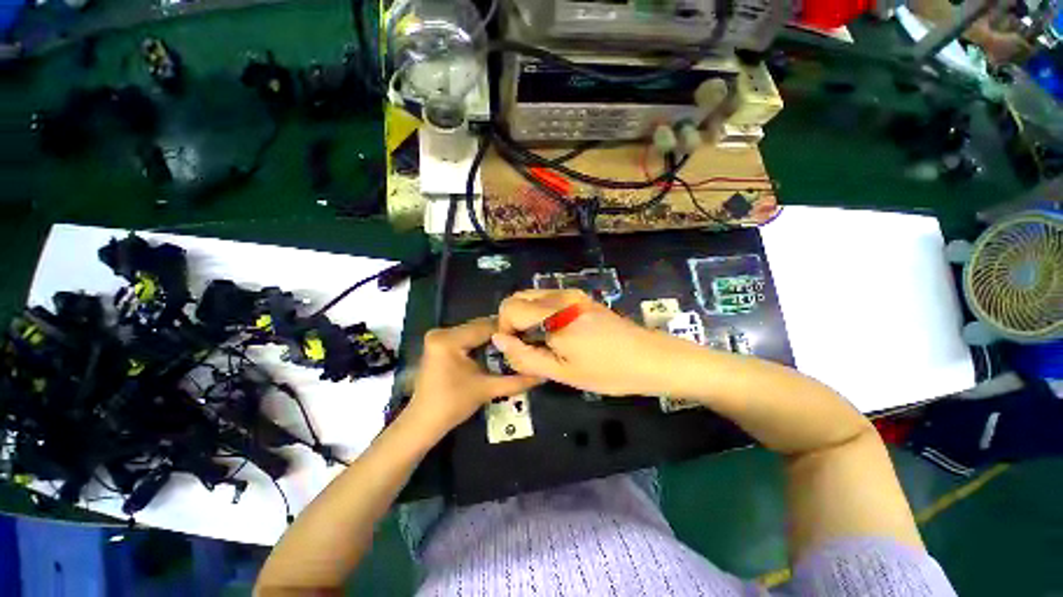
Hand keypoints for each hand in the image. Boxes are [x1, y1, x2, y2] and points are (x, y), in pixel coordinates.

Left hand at [405, 318, 541, 437]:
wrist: (423, 422)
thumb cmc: (453, 406)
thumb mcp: (487, 389)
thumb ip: (517, 381)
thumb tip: (543, 374)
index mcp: (449, 340)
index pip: (486, 327)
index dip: (509, 331)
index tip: (529, 334)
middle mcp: (441, 332)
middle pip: (479, 326)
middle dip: (501, 333)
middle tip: (523, 338)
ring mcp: (438, 336)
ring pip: (473, 330)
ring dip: (492, 336)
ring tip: (513, 342)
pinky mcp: (438, 343)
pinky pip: (465, 336)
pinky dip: (480, 341)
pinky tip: (495, 347)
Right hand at [491, 290, 685, 395]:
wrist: (651, 358)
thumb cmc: (608, 371)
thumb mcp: (563, 373)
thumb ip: (525, 356)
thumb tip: (498, 340)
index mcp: (555, 314)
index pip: (509, 307)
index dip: (505, 329)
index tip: (518, 349)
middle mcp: (561, 296)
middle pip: (518, 297)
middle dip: (513, 320)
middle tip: (528, 346)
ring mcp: (573, 293)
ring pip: (532, 296)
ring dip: (526, 316)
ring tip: (543, 341)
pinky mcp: (581, 297)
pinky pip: (548, 298)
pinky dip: (541, 312)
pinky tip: (557, 333)